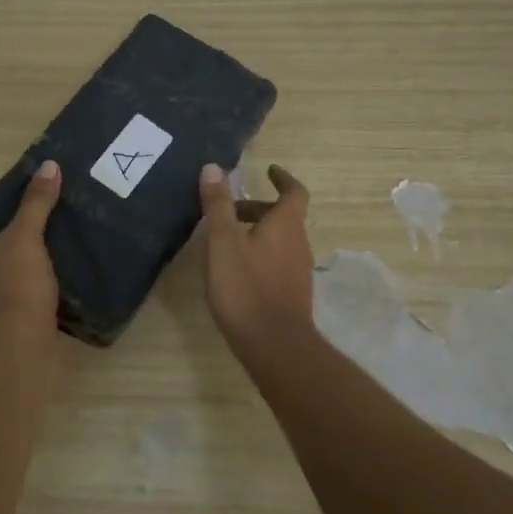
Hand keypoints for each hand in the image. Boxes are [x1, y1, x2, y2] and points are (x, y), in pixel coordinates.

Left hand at [0, 160, 61, 337]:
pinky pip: (8, 306)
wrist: (22, 349)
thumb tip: (49, 165)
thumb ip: (35, 203)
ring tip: (42, 255)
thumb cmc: (12, 286)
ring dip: (12, 274)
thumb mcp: (25, 237)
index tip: (5, 213)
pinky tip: (47, 286)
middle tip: (28, 230)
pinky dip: (23, 297)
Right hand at [198, 162, 314, 364]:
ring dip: (257, 232)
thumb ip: (218, 205)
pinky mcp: (292, 293)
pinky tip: (236, 269)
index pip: (294, 192)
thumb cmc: (247, 287)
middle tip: (228, 210)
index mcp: (286, 225)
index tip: (269, 170)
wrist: (275, 346)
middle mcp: (299, 243)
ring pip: (279, 239)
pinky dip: (259, 253)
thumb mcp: (223, 242)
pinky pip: (277, 260)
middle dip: (257, 208)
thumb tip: (214, 167)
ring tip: (225, 239)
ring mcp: (298, 270)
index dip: (283, 179)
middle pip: (283, 216)